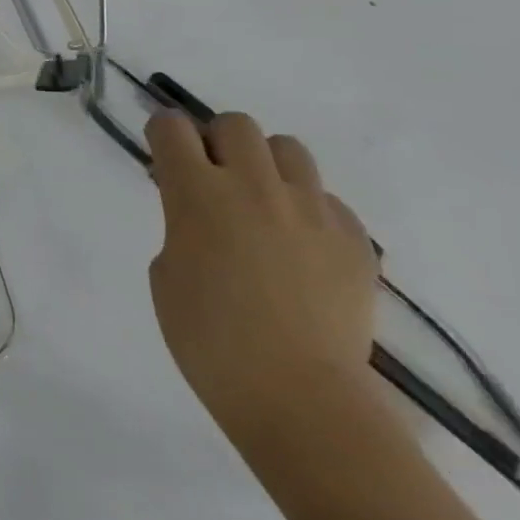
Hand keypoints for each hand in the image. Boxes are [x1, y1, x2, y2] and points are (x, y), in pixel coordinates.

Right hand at [146, 112, 380, 454]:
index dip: (164, 133)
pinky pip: (327, 199)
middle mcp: (254, 187)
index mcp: (197, 193)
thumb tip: (205, 215)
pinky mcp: (355, 240)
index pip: (172, 127)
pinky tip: (299, 247)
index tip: (164, 153)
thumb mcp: (167, 269)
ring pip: (289, 149)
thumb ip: (181, 225)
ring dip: (266, 165)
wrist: (297, 396)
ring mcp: (312, 211)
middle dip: (217, 141)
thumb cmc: (207, 337)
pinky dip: (307, 209)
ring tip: (261, 203)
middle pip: (236, 124)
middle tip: (212, 178)